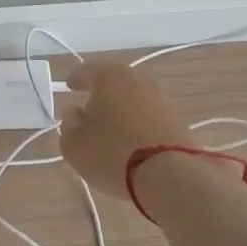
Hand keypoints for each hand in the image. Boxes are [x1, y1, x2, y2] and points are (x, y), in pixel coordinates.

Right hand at [58, 61, 196, 200]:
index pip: (86, 71)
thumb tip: (75, 112)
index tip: (70, 87)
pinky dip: (138, 122)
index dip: (75, 80)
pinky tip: (132, 139)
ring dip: (122, 108)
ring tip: (112, 127)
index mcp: (108, 76)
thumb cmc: (111, 153)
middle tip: (90, 108)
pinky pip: (149, 115)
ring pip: (133, 98)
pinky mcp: (177, 119)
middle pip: (113, 81)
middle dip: (101, 93)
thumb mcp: (74, 144)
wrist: (169, 174)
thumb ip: (69, 124)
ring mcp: (161, 98)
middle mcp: (137, 79)